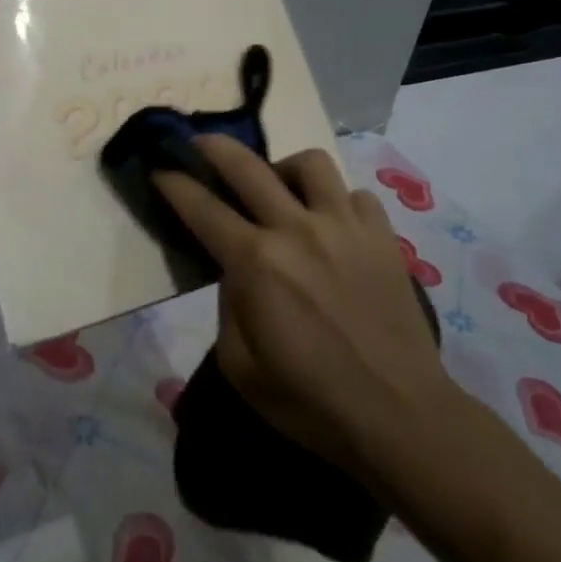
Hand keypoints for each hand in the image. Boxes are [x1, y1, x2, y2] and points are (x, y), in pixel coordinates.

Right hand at [155, 136, 453, 476]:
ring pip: (310, 163)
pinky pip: (354, 195)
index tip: (159, 168)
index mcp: (257, 263)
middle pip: (247, 165)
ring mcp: (345, 227)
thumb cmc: (310, 401)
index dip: (174, 183)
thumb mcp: (240, 366)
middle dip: (214, 147)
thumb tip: (236, 269)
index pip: (202, 207)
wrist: (400, 417)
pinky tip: (330, 223)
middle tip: (200, 144)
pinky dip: (336, 201)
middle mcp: (298, 230)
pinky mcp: (383, 237)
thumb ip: (227, 305)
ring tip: (280, 188)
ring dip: (284, 168)